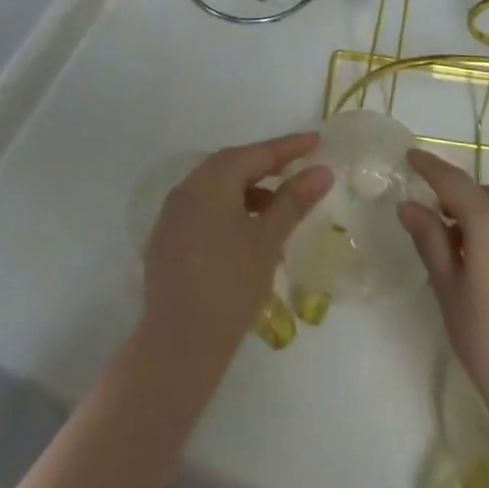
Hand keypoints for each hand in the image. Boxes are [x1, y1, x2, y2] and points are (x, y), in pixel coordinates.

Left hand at [142, 133, 332, 370]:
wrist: (177, 347)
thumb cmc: (229, 287)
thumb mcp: (267, 240)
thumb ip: (293, 201)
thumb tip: (322, 170)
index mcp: (210, 181)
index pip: (257, 154)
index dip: (288, 147)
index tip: (316, 140)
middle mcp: (186, 189)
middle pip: (232, 165)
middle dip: (267, 164)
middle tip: (298, 167)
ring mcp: (172, 215)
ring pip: (216, 188)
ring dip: (248, 188)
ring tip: (278, 206)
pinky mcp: (166, 240)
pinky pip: (203, 209)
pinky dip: (229, 208)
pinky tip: (247, 231)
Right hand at [398, 150, 488, 453]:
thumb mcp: (449, 290)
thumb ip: (429, 240)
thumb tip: (410, 206)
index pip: (453, 181)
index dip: (430, 166)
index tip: (411, 156)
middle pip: (485, 195)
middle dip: (460, 199)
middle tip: (439, 223)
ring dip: (487, 219)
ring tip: (470, 254)